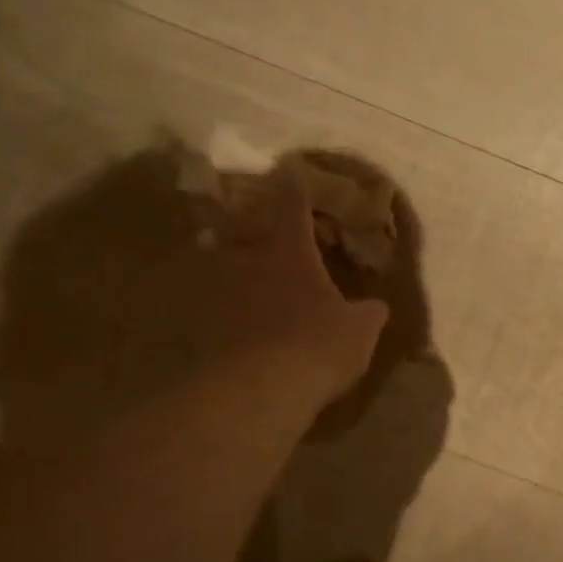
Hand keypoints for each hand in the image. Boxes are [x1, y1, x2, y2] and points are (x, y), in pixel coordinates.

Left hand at [202, 164, 390, 405]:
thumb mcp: (359, 332)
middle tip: (242, 219)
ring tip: (217, 264)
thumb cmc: (315, 347)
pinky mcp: (186, 320)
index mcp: (289, 252)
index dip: (293, 187)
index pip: (292, 205)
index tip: (289, 171)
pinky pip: (190, 301)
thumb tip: (376, 306)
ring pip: (207, 259)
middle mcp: (245, 259)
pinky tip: (201, 316)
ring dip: (214, 258)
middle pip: (237, 226)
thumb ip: (367, 313)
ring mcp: (210, 288)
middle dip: (242, 220)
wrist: (254, 389)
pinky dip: (196, 302)